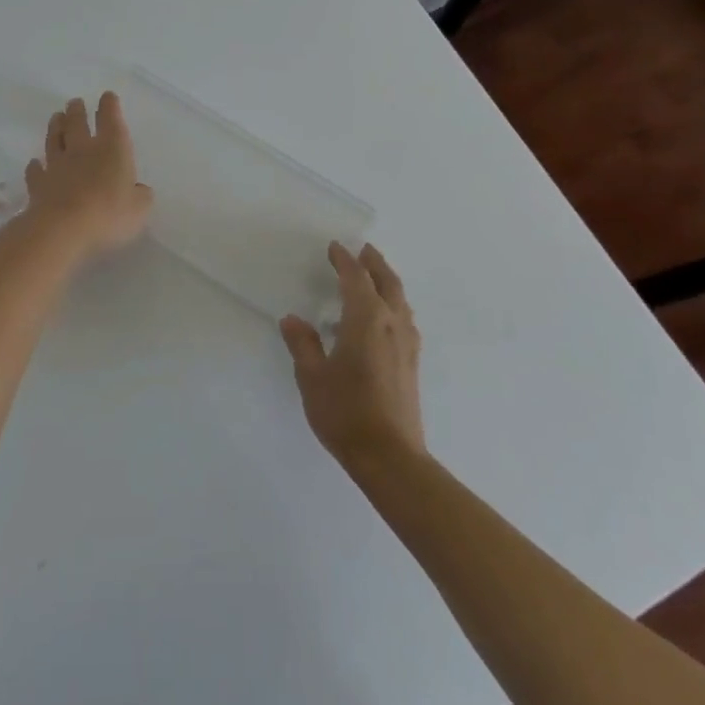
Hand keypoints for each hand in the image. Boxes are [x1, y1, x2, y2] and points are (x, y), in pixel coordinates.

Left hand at [23, 93, 153, 259]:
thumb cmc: (108, 213)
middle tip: (75, 102)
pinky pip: (36, 170)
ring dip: (55, 127)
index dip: (110, 106)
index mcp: (112, 149)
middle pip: (77, 123)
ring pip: (54, 139)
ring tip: (56, 116)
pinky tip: (35, 163)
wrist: (62, 228)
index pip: (111, 120)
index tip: (107, 96)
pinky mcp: (38, 184)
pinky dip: (35, 166)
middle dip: (78, 110)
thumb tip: (139, 190)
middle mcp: (83, 150)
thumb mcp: (139, 209)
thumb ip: (141, 196)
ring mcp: (57, 165)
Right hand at [280, 243, 425, 469]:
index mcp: (366, 319)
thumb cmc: (346, 411)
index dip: (344, 260)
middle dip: (374, 263)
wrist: (390, 456)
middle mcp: (392, 324)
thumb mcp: (312, 377)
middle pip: (387, 282)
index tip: (334, 248)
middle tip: (362, 250)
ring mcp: (407, 343)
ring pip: (400, 300)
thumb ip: (303, 344)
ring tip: (372, 278)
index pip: (356, 278)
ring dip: (386, 282)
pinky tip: (381, 319)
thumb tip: (293, 320)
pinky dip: (393, 304)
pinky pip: (404, 318)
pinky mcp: (412, 362)